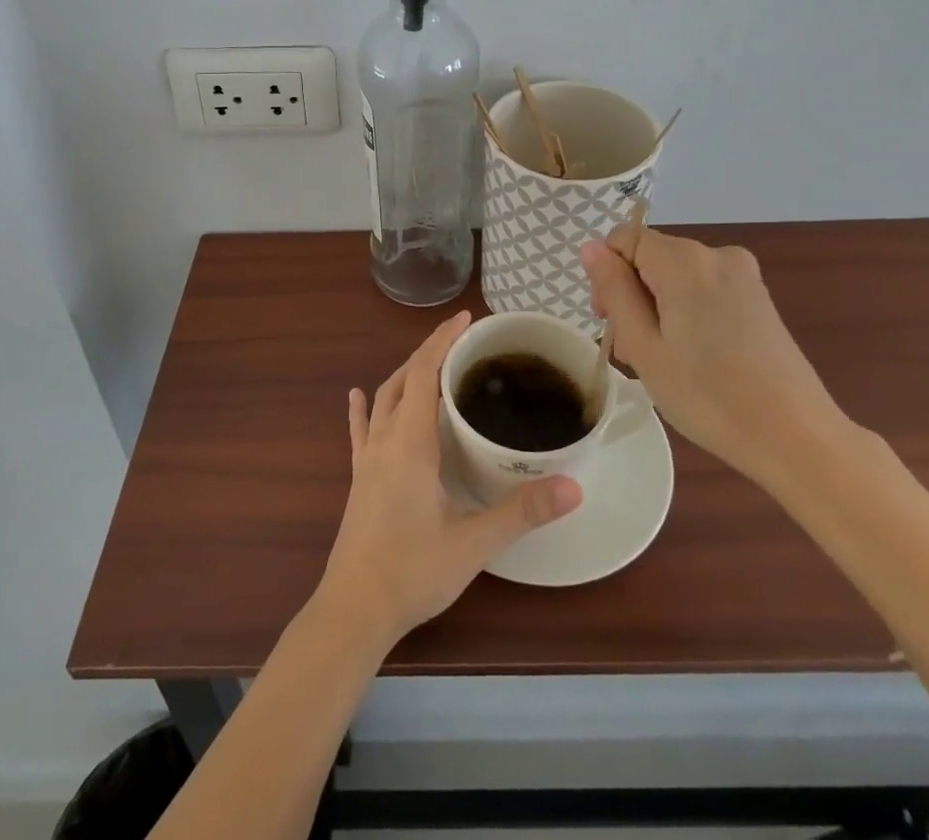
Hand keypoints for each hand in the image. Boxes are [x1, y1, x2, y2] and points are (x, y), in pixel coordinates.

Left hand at [312, 311, 582, 652]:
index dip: (443, 340)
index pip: (424, 372)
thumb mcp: (474, 543)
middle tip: (462, 340)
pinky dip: (364, 408)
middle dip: (429, 351)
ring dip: (405, 374)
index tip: (467, 319)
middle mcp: (384, 439)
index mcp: (410, 442)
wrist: (354, 610)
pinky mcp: (358, 478)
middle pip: (403, 377)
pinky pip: (360, 430)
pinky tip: (357, 397)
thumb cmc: (413, 572)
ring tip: (431, 364)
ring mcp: (366, 458)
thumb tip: (574, 485)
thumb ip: (522, 512)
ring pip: (383, 398)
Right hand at [582, 230, 848, 487]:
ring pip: (676, 276)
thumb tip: (592, 248)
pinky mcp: (759, 298)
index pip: (625, 239)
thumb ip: (614, 290)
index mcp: (684, 260)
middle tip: (633, 352)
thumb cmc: (708, 396)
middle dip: (632, 294)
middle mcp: (716, 254)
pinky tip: (694, 357)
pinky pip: (703, 289)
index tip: (610, 320)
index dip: (607, 274)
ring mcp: (743, 275)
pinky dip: (686, 313)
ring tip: (663, 362)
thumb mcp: (644, 346)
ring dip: (658, 308)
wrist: (797, 438)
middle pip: (651, 258)